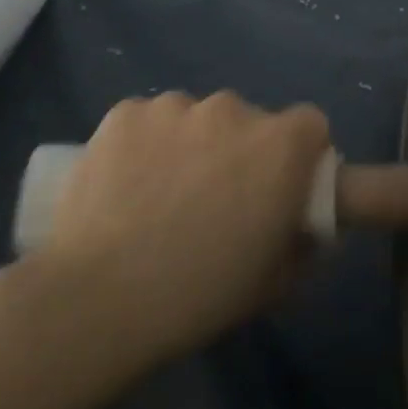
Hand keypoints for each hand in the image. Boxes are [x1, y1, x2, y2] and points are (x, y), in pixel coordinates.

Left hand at [24, 91, 329, 381]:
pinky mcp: (125, 114)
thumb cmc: (201, 294)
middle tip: (218, 201)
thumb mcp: (278, 281)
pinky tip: (125, 185)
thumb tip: (307, 227)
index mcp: (282, 146)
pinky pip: (149, 122)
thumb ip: (305, 242)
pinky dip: (145, 144)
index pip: (311, 126)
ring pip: (196, 119)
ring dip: (193, 145)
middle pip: (250, 122)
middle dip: (243, 152)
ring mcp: (175, 107)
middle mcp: (234, 110)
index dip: (301, 156)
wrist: (97, 301)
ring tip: (162, 196)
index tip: (282, 189)